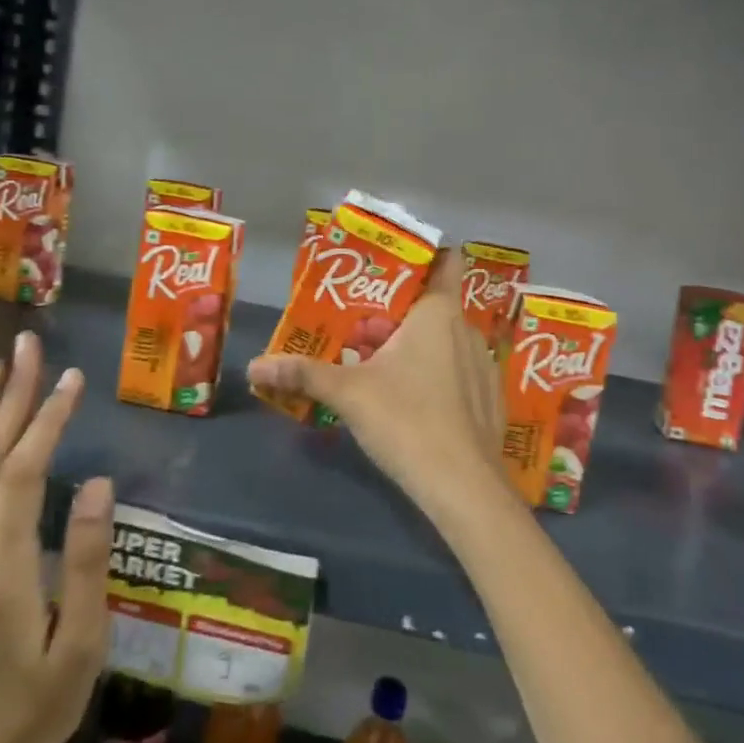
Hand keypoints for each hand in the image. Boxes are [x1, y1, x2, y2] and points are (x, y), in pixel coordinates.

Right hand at [247, 248, 513, 526]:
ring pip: (444, 341)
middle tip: (360, 332)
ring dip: (414, 347)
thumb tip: (253, 366)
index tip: (389, 267)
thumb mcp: (348, 393)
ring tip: (380, 367)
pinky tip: (414, 403)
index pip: (445, 260)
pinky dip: (437, 374)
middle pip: (430, 306)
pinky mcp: (489, 399)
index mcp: (438, 313)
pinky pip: (458, 371)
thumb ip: (303, 374)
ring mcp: (484, 366)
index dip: (422, 255)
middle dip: (395, 315)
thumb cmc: (406, 420)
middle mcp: (466, 330)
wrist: (464, 487)